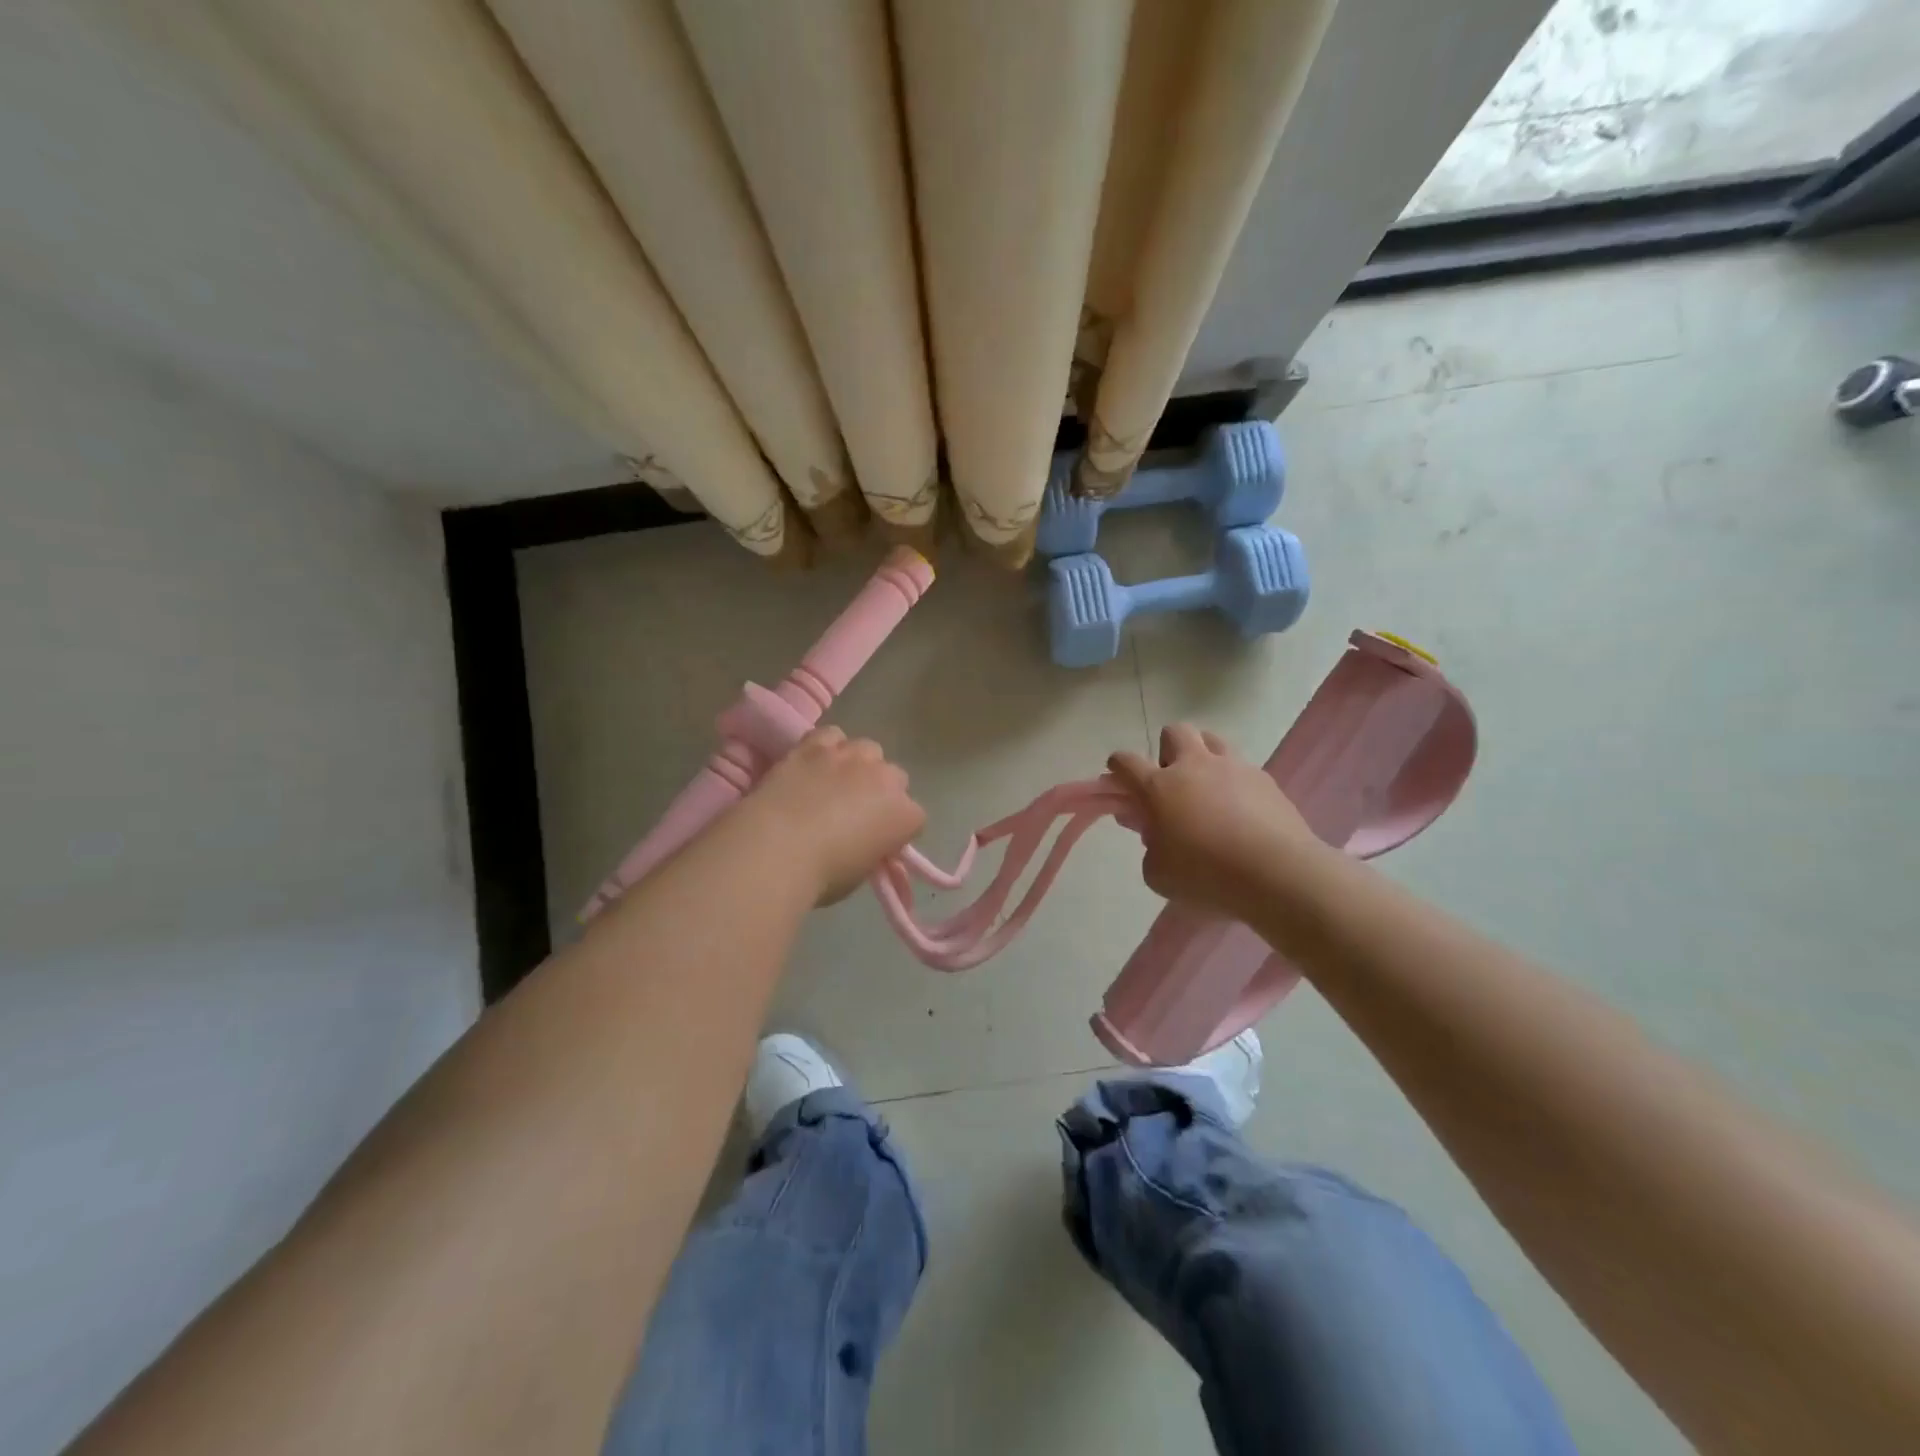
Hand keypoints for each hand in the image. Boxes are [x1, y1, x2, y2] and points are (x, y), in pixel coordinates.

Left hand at [741, 727, 925, 904]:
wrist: (776, 848)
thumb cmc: (822, 875)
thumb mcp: (860, 873)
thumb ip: (871, 850)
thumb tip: (863, 843)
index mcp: (905, 816)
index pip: (915, 819)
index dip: (896, 831)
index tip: (878, 843)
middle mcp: (885, 778)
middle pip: (896, 778)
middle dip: (881, 793)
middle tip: (856, 814)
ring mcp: (851, 757)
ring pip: (868, 750)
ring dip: (858, 765)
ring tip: (836, 784)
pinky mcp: (816, 745)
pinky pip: (831, 736)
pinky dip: (827, 748)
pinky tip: (815, 764)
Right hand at [1109, 724, 1330, 920]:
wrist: (1276, 874)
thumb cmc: (1205, 875)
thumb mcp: (1158, 874)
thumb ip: (1150, 849)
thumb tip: (1157, 835)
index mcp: (1159, 787)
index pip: (1126, 762)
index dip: (1117, 768)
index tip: (1118, 779)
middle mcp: (1194, 766)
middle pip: (1174, 732)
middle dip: (1167, 750)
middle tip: (1172, 783)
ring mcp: (1233, 768)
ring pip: (1212, 740)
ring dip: (1204, 756)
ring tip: (1208, 790)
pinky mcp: (1265, 780)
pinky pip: (1243, 768)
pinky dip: (1235, 782)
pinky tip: (1241, 812)